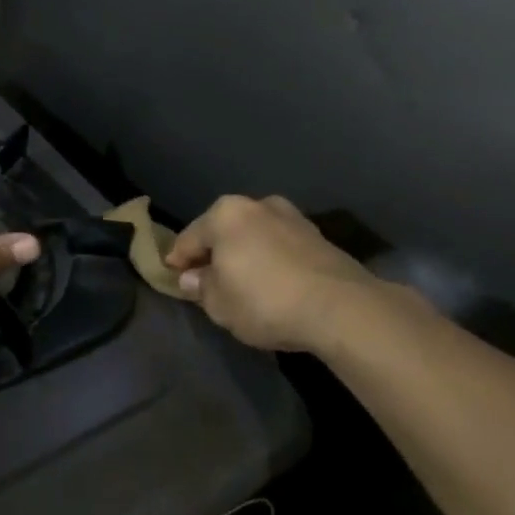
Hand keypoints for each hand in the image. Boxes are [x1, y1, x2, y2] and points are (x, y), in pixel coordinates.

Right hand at [164, 195, 386, 352]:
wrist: (341, 308)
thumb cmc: (265, 301)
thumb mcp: (218, 303)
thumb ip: (201, 286)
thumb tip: (192, 277)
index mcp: (225, 214)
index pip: (189, 238)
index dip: (177, 260)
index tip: (173, 277)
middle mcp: (258, 205)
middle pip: (224, 231)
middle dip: (214, 253)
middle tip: (206, 280)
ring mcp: (292, 218)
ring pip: (254, 237)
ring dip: (244, 255)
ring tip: (241, 282)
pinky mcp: (319, 237)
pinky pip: (280, 247)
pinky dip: (270, 261)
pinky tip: (270, 283)